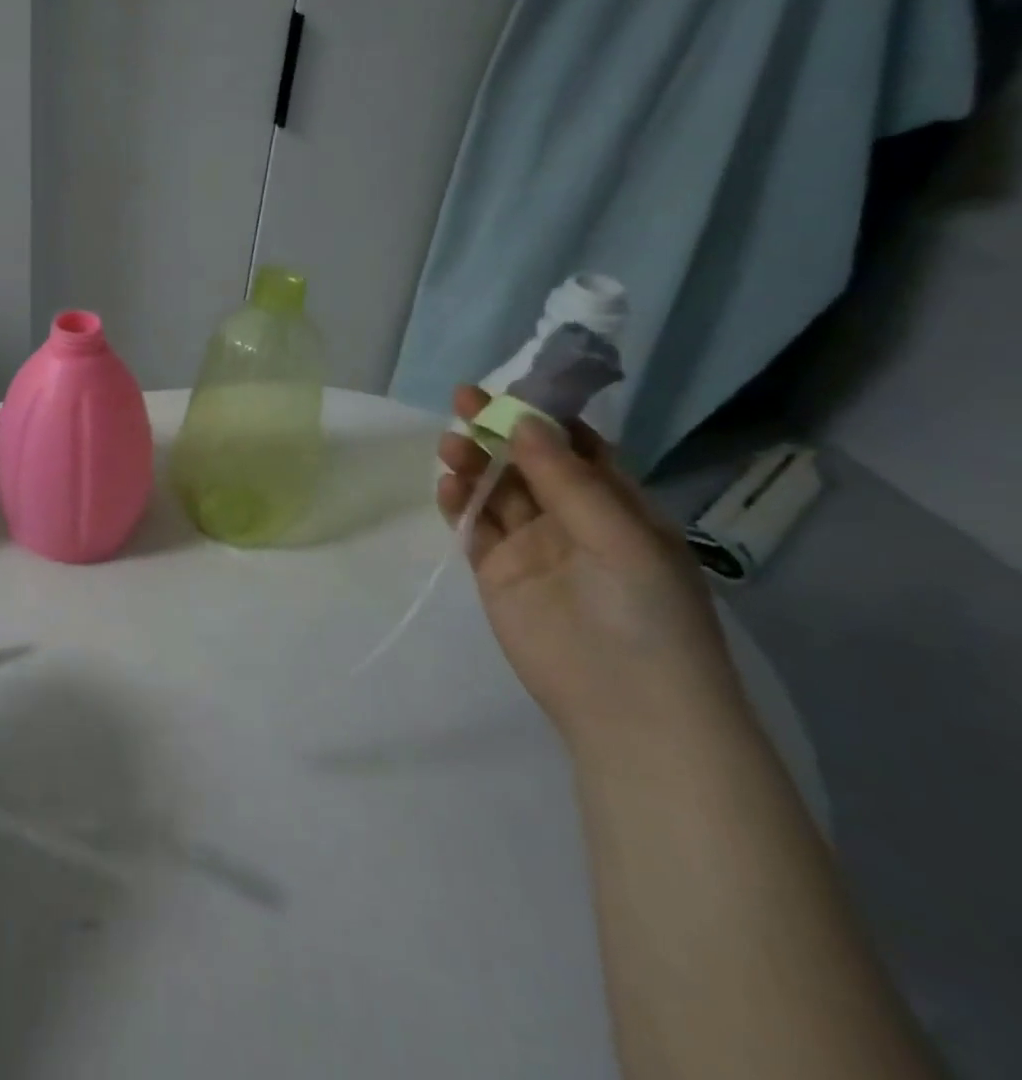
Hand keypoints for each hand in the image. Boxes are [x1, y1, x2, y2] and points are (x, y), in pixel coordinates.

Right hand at [437, 386, 745, 757]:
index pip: (577, 447)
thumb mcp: (619, 535)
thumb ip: (567, 478)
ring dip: (474, 462)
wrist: (627, 707)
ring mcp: (531, 546)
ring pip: (496, 490)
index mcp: (617, 506)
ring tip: (450, 445)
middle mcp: (572, 519)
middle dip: (498, 430)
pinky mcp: (496, 571)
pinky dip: (459, 502)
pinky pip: (474, 526)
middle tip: (464, 400)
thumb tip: (525, 420)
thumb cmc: (645, 613)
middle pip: (527, 463)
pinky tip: (449, 485)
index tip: (511, 387)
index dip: (545, 415)